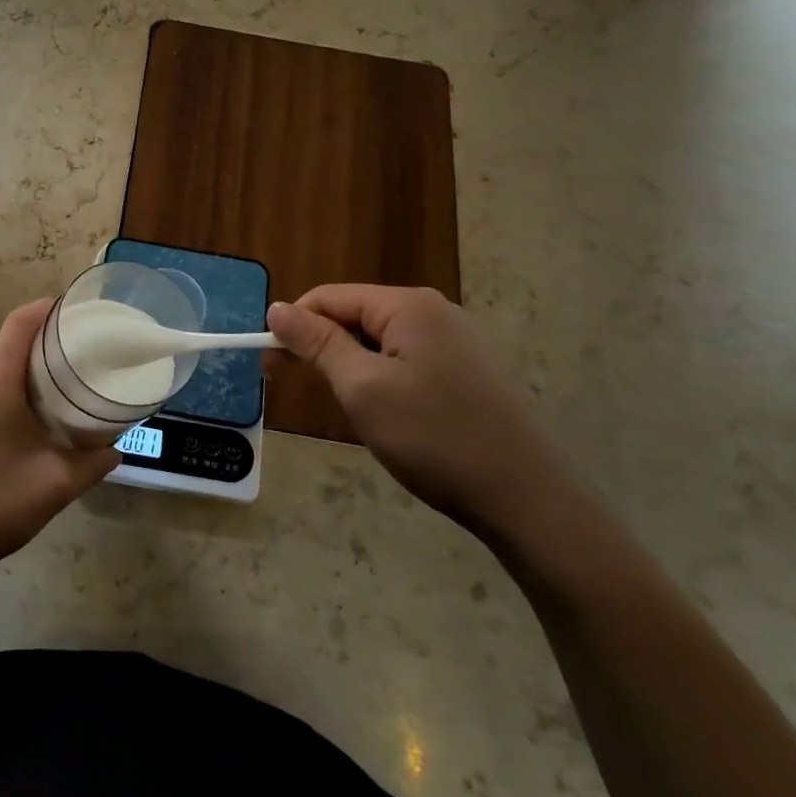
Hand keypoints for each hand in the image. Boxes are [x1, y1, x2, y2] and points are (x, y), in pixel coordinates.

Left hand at [0, 300, 119, 581]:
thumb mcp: (55, 485)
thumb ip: (92, 462)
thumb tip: (114, 449)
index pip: (21, 321)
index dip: (51, 308)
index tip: (84, 314)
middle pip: (10, 337)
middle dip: (48, 335)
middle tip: (87, 348)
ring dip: (29, 360)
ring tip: (67, 376)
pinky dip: (13, 380)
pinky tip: (35, 409)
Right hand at [267, 285, 567, 537]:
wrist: (528, 499)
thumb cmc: (434, 438)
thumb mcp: (363, 389)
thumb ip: (317, 343)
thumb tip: (277, 307)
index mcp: (407, 306)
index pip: (328, 297)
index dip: (292, 326)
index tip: (267, 366)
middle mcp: (433, 310)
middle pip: (354, 315)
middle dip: (319, 346)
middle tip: (289, 385)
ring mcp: (456, 340)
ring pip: (378, 340)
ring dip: (348, 365)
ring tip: (343, 406)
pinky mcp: (468, 370)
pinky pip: (406, 359)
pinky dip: (380, 378)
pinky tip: (384, 413)